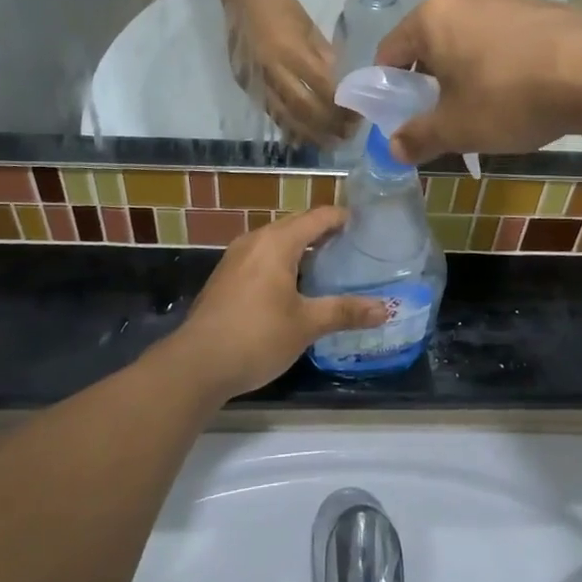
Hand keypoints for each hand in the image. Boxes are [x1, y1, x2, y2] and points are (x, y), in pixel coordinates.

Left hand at [168, 208, 389, 398]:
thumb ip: (345, 311)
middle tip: (353, 247)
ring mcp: (236, 258)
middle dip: (324, 232)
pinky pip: (262, 256)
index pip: (318, 216)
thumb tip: (386, 309)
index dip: (343, 218)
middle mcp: (255, 240)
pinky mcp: (226, 277)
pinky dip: (283, 261)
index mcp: (277, 242)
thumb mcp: (306, 325)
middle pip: (296, 224)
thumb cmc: (256, 336)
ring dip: (302, 247)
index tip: (366, 226)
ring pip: (277, 241)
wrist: (195, 364)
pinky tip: (294, 286)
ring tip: (328, 265)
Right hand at [225, 0, 346, 144]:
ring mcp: (255, 78)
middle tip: (346, 136)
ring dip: (307, 133)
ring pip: (283, 115)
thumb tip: (338, 83)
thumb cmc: (282, 5)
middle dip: (327, 125)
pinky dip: (285, 125)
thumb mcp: (309, 27)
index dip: (340, 106)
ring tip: (327, 143)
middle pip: (303, 108)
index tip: (356, 116)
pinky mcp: (244, 83)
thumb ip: (323, 56)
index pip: (322, 87)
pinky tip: (300, 136)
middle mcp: (272, 69)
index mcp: (291, 51)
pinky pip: (268, 110)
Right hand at [375, 0, 581, 160]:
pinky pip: (505, 38)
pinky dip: (501, 62)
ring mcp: (507, 0)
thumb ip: (419, 137)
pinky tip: (522, 90)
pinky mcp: (542, 9)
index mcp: (432, 19)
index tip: (397, 114)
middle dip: (429, 79)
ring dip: (466, 70)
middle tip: (441, 116)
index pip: (390, 51)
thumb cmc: (509, 97)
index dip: (387, 86)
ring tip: (485, 106)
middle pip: (431, 42)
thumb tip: (393, 149)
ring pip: (470, 39)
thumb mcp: (457, 128)